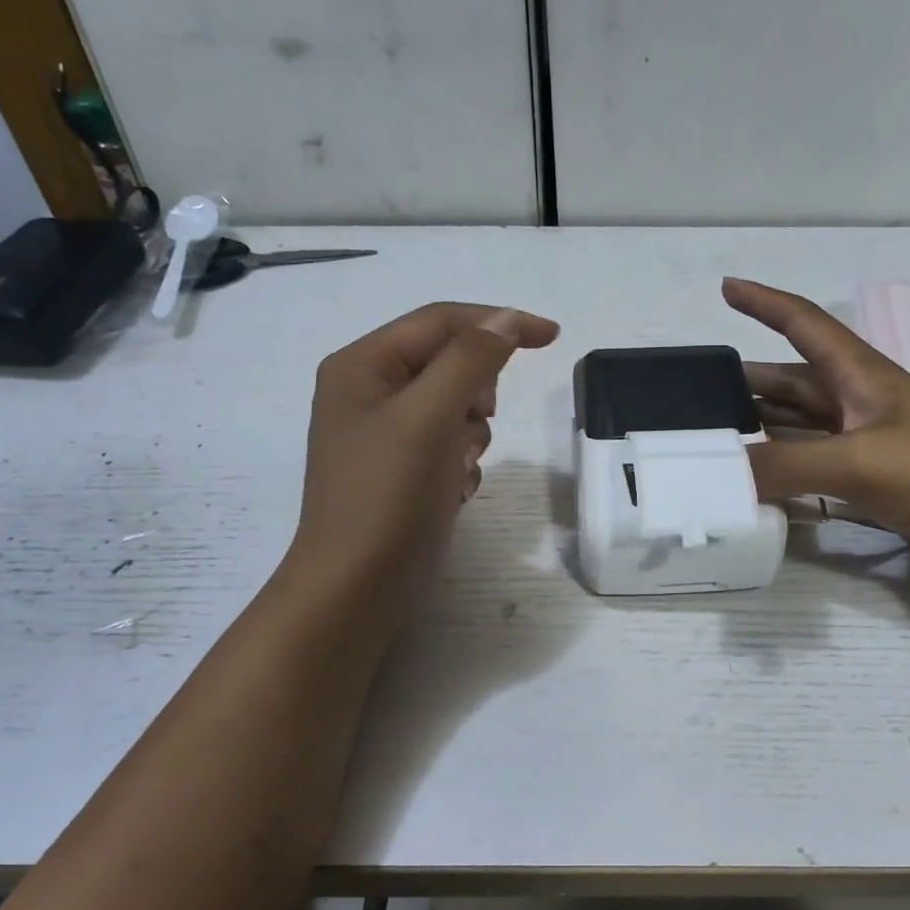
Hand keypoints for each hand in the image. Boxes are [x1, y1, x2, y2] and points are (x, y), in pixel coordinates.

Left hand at [285, 302, 558, 636]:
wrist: (357, 588)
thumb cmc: (387, 495)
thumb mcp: (428, 416)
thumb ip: (470, 359)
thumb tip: (507, 321)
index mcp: (362, 365)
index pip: (441, 321)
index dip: (498, 322)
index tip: (552, 337)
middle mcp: (370, 392)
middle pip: (449, 363)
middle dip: (476, 391)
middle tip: (479, 417)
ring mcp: (387, 435)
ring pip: (456, 408)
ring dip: (471, 433)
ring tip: (456, 466)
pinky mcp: (405, 472)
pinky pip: (451, 446)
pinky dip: (462, 463)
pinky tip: (452, 491)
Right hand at [724, 278, 909, 600]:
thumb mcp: (859, 461)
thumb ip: (784, 466)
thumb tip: (716, 478)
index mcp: (865, 378)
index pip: (806, 324)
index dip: (765, 303)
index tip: (727, 287)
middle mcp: (866, 406)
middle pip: (799, 383)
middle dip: (754, 382)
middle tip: (703, 395)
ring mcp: (875, 449)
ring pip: (807, 430)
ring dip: (768, 430)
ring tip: (722, 439)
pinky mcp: (882, 489)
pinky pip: (821, 473)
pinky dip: (790, 475)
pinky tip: (764, 486)